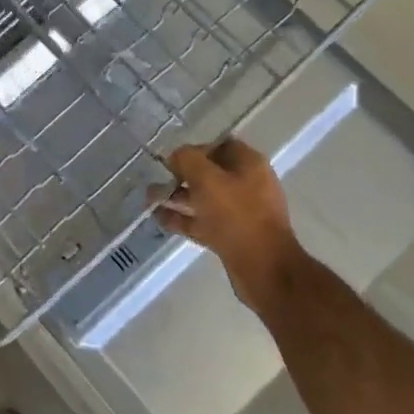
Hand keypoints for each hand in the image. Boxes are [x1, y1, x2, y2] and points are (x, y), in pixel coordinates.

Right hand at [154, 137, 300, 306]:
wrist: (264, 268)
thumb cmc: (237, 215)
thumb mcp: (207, 179)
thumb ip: (187, 160)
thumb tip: (176, 156)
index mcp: (249, 164)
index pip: (220, 145)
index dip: (194, 149)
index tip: (172, 159)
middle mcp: (247, 184)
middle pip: (210, 173)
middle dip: (181, 176)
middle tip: (157, 181)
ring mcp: (240, 212)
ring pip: (204, 199)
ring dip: (178, 198)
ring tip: (149, 199)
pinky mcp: (232, 236)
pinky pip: (203, 221)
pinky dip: (183, 219)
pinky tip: (159, 219)